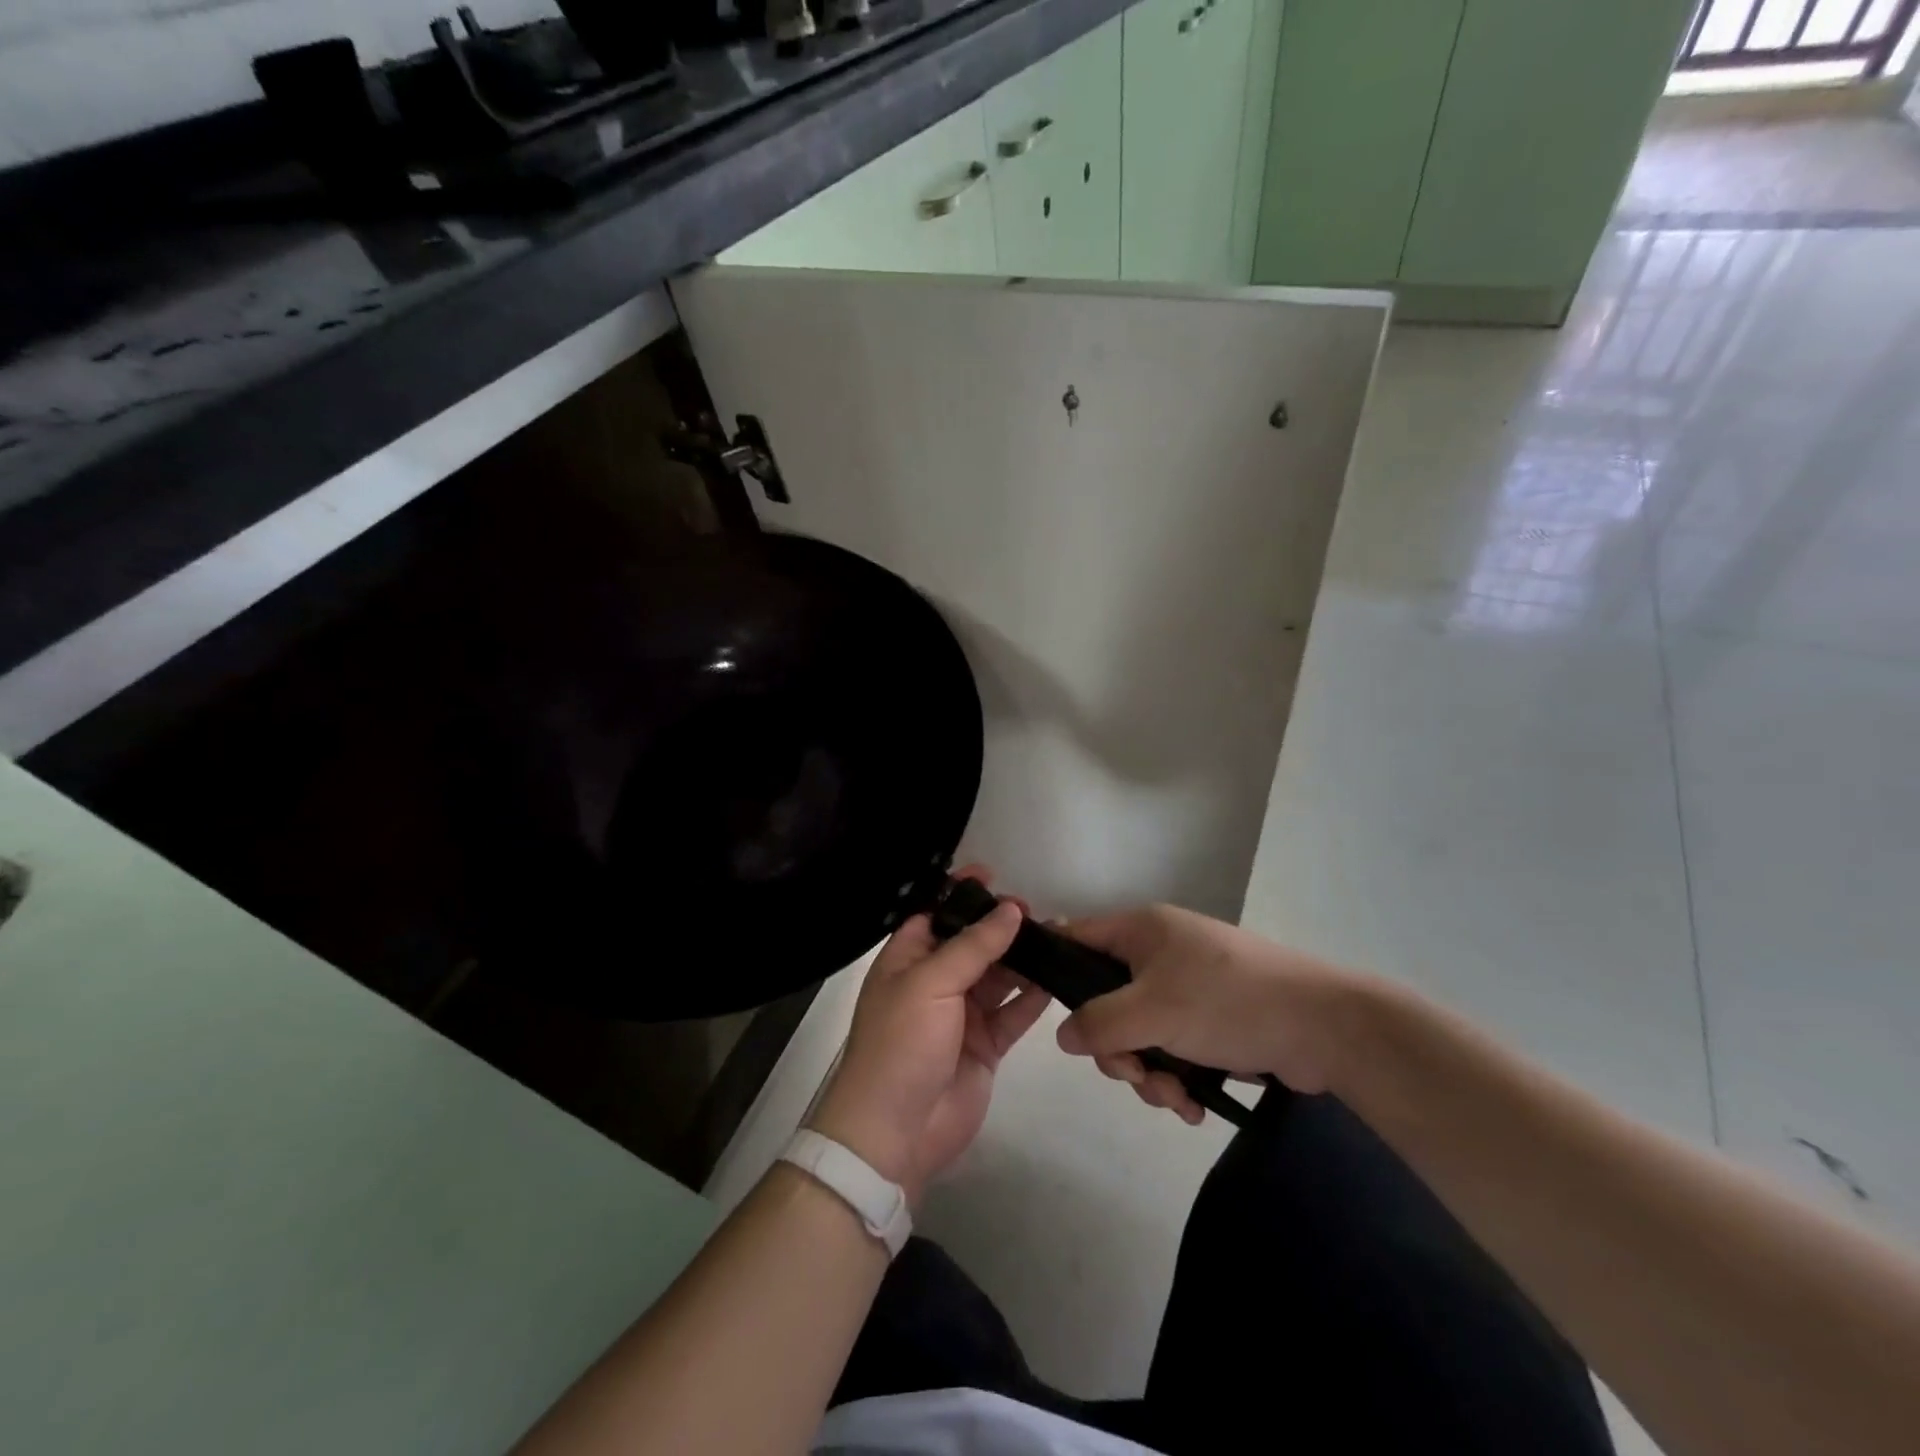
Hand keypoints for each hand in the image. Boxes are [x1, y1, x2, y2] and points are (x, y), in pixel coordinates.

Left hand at [809, 869, 1050, 1202]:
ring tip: (1057, 937)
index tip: (993, 876)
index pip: (937, 914)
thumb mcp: (930, 982)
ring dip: (1023, 958)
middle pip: (973, 943)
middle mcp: (935, 981)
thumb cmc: (901, 1043)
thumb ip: (974, 945)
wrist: (895, 1131)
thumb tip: (1011, 910)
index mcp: (908, 959)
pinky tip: (1057, 978)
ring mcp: (962, 1014)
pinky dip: (1033, 996)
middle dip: (1001, 926)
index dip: (962, 894)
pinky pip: (1013, 1012)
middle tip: (1037, 911)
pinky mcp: (986, 1045)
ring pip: (998, 976)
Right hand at [1055, 905, 1365, 1122]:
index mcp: (1141, 930)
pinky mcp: (1211, 1019)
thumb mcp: (1152, 1012)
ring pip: (1139, 1032)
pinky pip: (1171, 1047)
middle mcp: (1158, 952)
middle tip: (1136, 1074)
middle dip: (1117, 1048)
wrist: (1324, 1026)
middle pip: (1105, 999)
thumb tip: (1063, 1035)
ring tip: (1177, 1098)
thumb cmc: (1228, 1002)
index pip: (1076, 937)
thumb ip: (1098, 1023)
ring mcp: (1186, 986)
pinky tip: (1195, 1105)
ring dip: (1149, 1073)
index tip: (1052, 1015)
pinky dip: (1176, 1077)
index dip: (1057, 971)